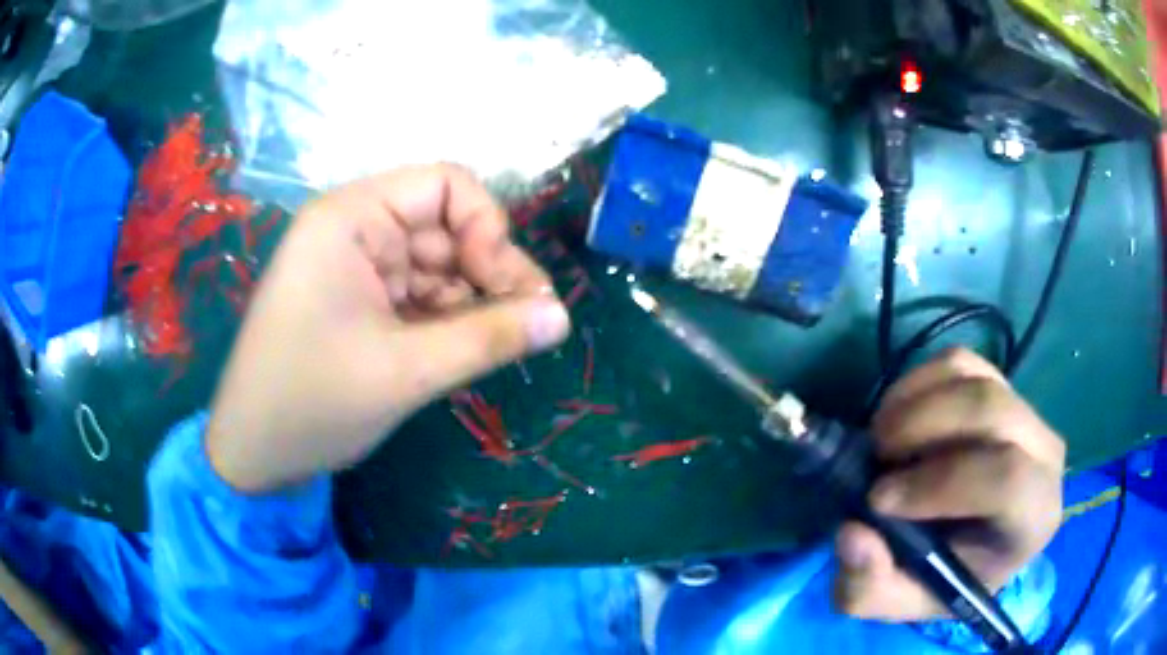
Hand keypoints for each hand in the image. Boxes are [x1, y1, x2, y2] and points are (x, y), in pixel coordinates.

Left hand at [206, 165, 570, 491]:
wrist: (254, 454)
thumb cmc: (312, 403)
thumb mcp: (405, 372)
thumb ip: (489, 337)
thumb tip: (562, 316)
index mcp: (350, 218)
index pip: (445, 185)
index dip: (487, 227)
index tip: (509, 287)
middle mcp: (354, 229)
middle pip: (446, 225)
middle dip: (489, 270)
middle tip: (527, 324)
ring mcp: (356, 266)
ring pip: (438, 264)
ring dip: (472, 299)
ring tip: (497, 343)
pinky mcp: (359, 301)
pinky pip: (419, 294)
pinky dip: (448, 318)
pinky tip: (464, 349)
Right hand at [833, 348, 1064, 620]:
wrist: (973, 541)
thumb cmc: (946, 577)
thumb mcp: (901, 600)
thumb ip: (871, 586)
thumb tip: (853, 533)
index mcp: (1035, 517)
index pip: (1008, 480)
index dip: (942, 483)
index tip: (879, 499)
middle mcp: (1045, 453)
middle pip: (991, 411)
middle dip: (922, 428)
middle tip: (874, 456)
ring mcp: (1025, 410)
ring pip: (974, 381)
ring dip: (914, 403)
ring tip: (880, 438)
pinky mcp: (1000, 383)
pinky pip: (961, 362)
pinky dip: (918, 381)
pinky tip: (897, 415)